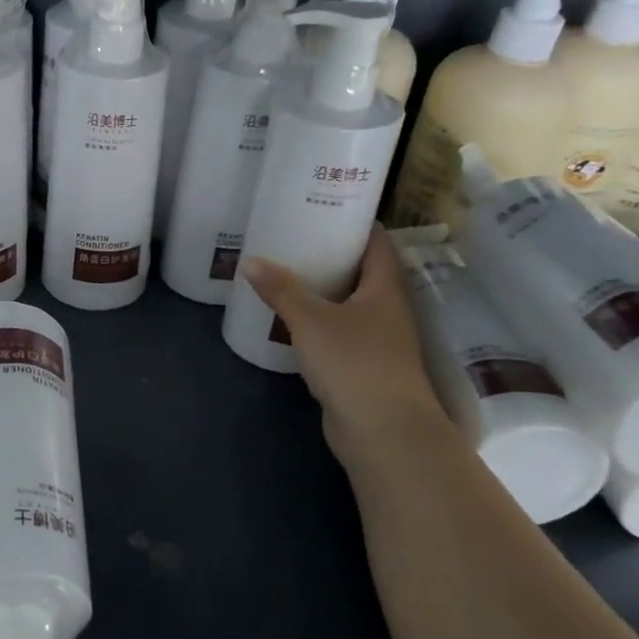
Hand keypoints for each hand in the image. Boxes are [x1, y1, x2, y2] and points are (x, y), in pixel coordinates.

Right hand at [241, 227, 446, 464]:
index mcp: (385, 288)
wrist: (382, 431)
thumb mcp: (311, 320)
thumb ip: (282, 290)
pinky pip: (339, 333)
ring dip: (324, 291)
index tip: (324, 207)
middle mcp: (388, 309)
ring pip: (350, 304)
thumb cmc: (354, 363)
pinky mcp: (362, 367)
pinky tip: (291, 321)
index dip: (355, 222)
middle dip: (332, 256)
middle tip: (294, 239)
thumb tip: (250, 260)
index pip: (377, 242)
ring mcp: (378, 341)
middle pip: (362, 272)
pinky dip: (319, 323)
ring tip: (287, 274)